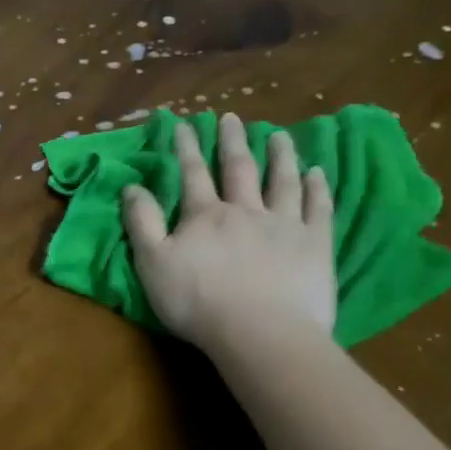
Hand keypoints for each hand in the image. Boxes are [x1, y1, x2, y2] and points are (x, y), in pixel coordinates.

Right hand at [120, 112, 336, 352]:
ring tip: (278, 134)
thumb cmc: (197, 301)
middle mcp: (245, 210)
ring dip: (279, 155)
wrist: (259, 332)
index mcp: (204, 216)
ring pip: (282, 181)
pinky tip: (318, 173)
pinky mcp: (315, 245)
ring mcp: (284, 225)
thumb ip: (142, 222)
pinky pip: (317, 208)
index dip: (186, 148)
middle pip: (238, 169)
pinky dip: (317, 188)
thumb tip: (132, 186)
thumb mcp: (152, 262)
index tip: (184, 124)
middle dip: (231, 141)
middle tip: (231, 117)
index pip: (192, 174)